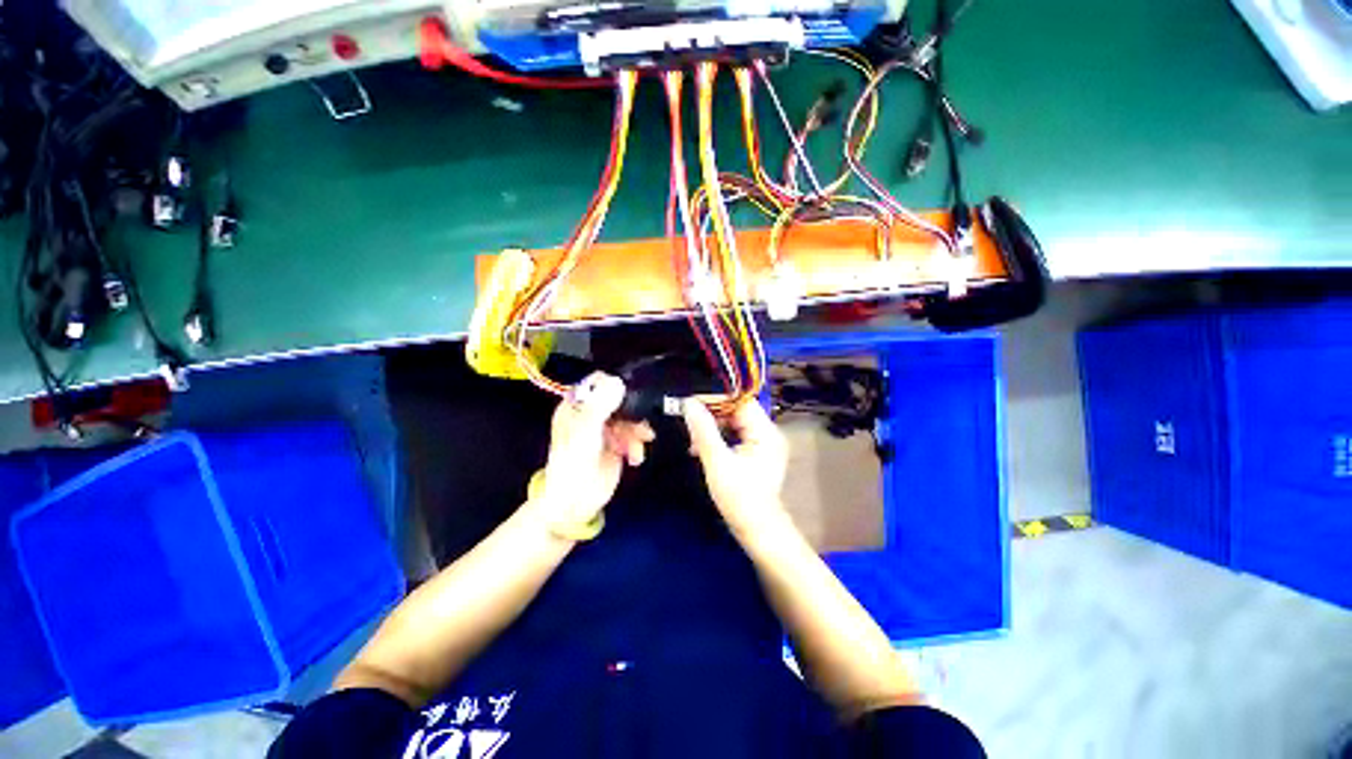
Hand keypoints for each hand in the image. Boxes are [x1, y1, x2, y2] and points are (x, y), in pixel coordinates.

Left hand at [536, 372, 653, 524]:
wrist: (576, 502)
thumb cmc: (573, 464)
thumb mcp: (585, 432)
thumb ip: (600, 407)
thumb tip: (618, 381)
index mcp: (576, 405)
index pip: (598, 382)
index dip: (614, 385)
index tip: (631, 393)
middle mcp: (591, 412)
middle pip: (619, 399)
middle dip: (633, 411)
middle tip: (642, 422)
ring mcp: (606, 428)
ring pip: (630, 417)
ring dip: (637, 430)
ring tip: (639, 445)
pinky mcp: (618, 443)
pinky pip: (634, 434)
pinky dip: (637, 444)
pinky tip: (635, 457)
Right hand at [682, 398, 788, 530]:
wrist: (757, 530)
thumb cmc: (740, 498)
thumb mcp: (718, 462)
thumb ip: (703, 431)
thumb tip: (689, 403)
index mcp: (765, 432)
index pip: (740, 402)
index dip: (716, 399)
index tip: (692, 402)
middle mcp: (768, 433)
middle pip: (737, 411)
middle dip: (712, 415)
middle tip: (689, 420)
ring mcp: (763, 444)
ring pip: (734, 424)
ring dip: (712, 427)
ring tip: (692, 437)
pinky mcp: (756, 454)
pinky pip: (735, 436)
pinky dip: (718, 439)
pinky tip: (701, 447)